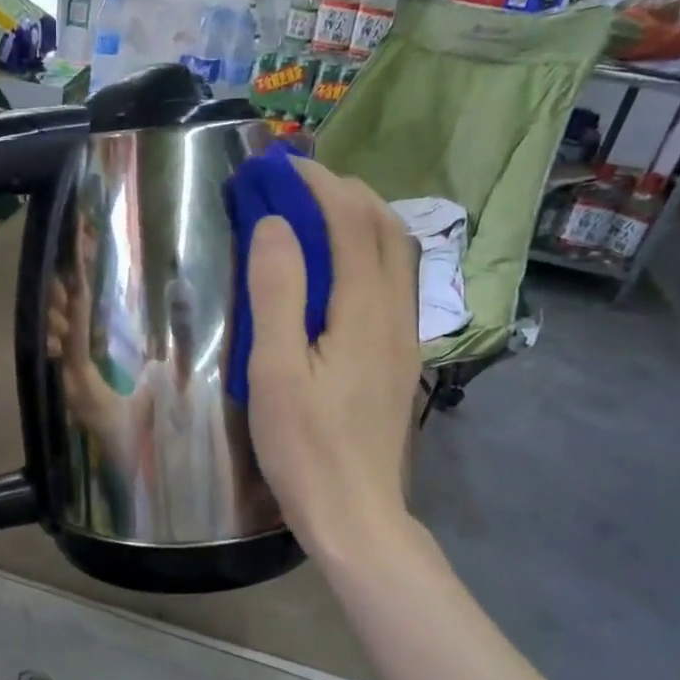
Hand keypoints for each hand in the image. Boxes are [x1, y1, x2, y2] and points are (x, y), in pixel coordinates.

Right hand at [245, 159, 418, 560]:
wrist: (356, 513)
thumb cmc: (305, 448)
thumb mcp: (275, 371)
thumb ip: (277, 293)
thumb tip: (277, 225)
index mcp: (365, 312)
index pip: (351, 223)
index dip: (319, 185)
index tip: (281, 166)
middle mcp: (396, 314)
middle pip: (385, 229)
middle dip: (345, 192)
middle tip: (299, 182)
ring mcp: (404, 338)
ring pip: (396, 256)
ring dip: (361, 220)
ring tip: (318, 213)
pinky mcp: (399, 359)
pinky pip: (393, 284)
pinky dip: (367, 254)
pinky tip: (337, 271)